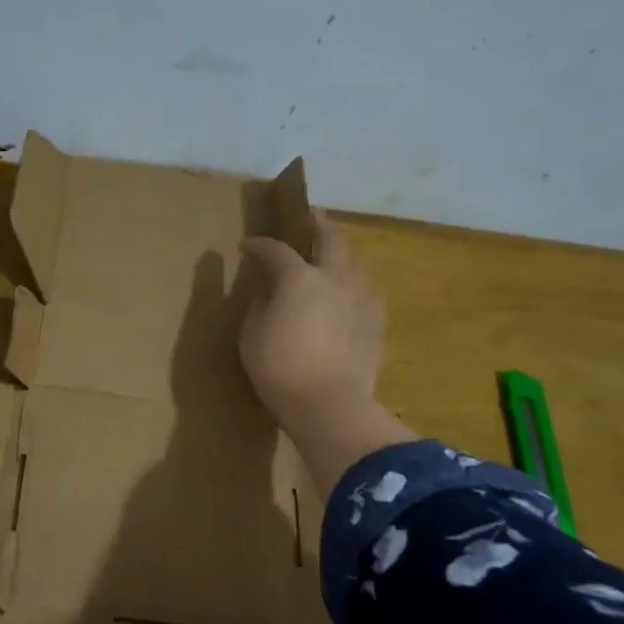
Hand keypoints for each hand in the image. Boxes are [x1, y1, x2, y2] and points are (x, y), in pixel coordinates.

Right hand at [239, 213, 384, 431]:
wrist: (330, 405)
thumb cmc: (280, 369)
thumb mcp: (252, 335)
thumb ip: (260, 305)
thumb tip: (269, 291)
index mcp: (300, 278)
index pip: (276, 250)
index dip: (258, 245)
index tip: (246, 246)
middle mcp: (335, 278)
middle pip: (331, 238)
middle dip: (317, 224)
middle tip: (309, 218)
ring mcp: (362, 299)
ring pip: (354, 262)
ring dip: (339, 255)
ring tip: (329, 260)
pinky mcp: (376, 322)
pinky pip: (364, 291)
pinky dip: (351, 285)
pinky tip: (346, 297)